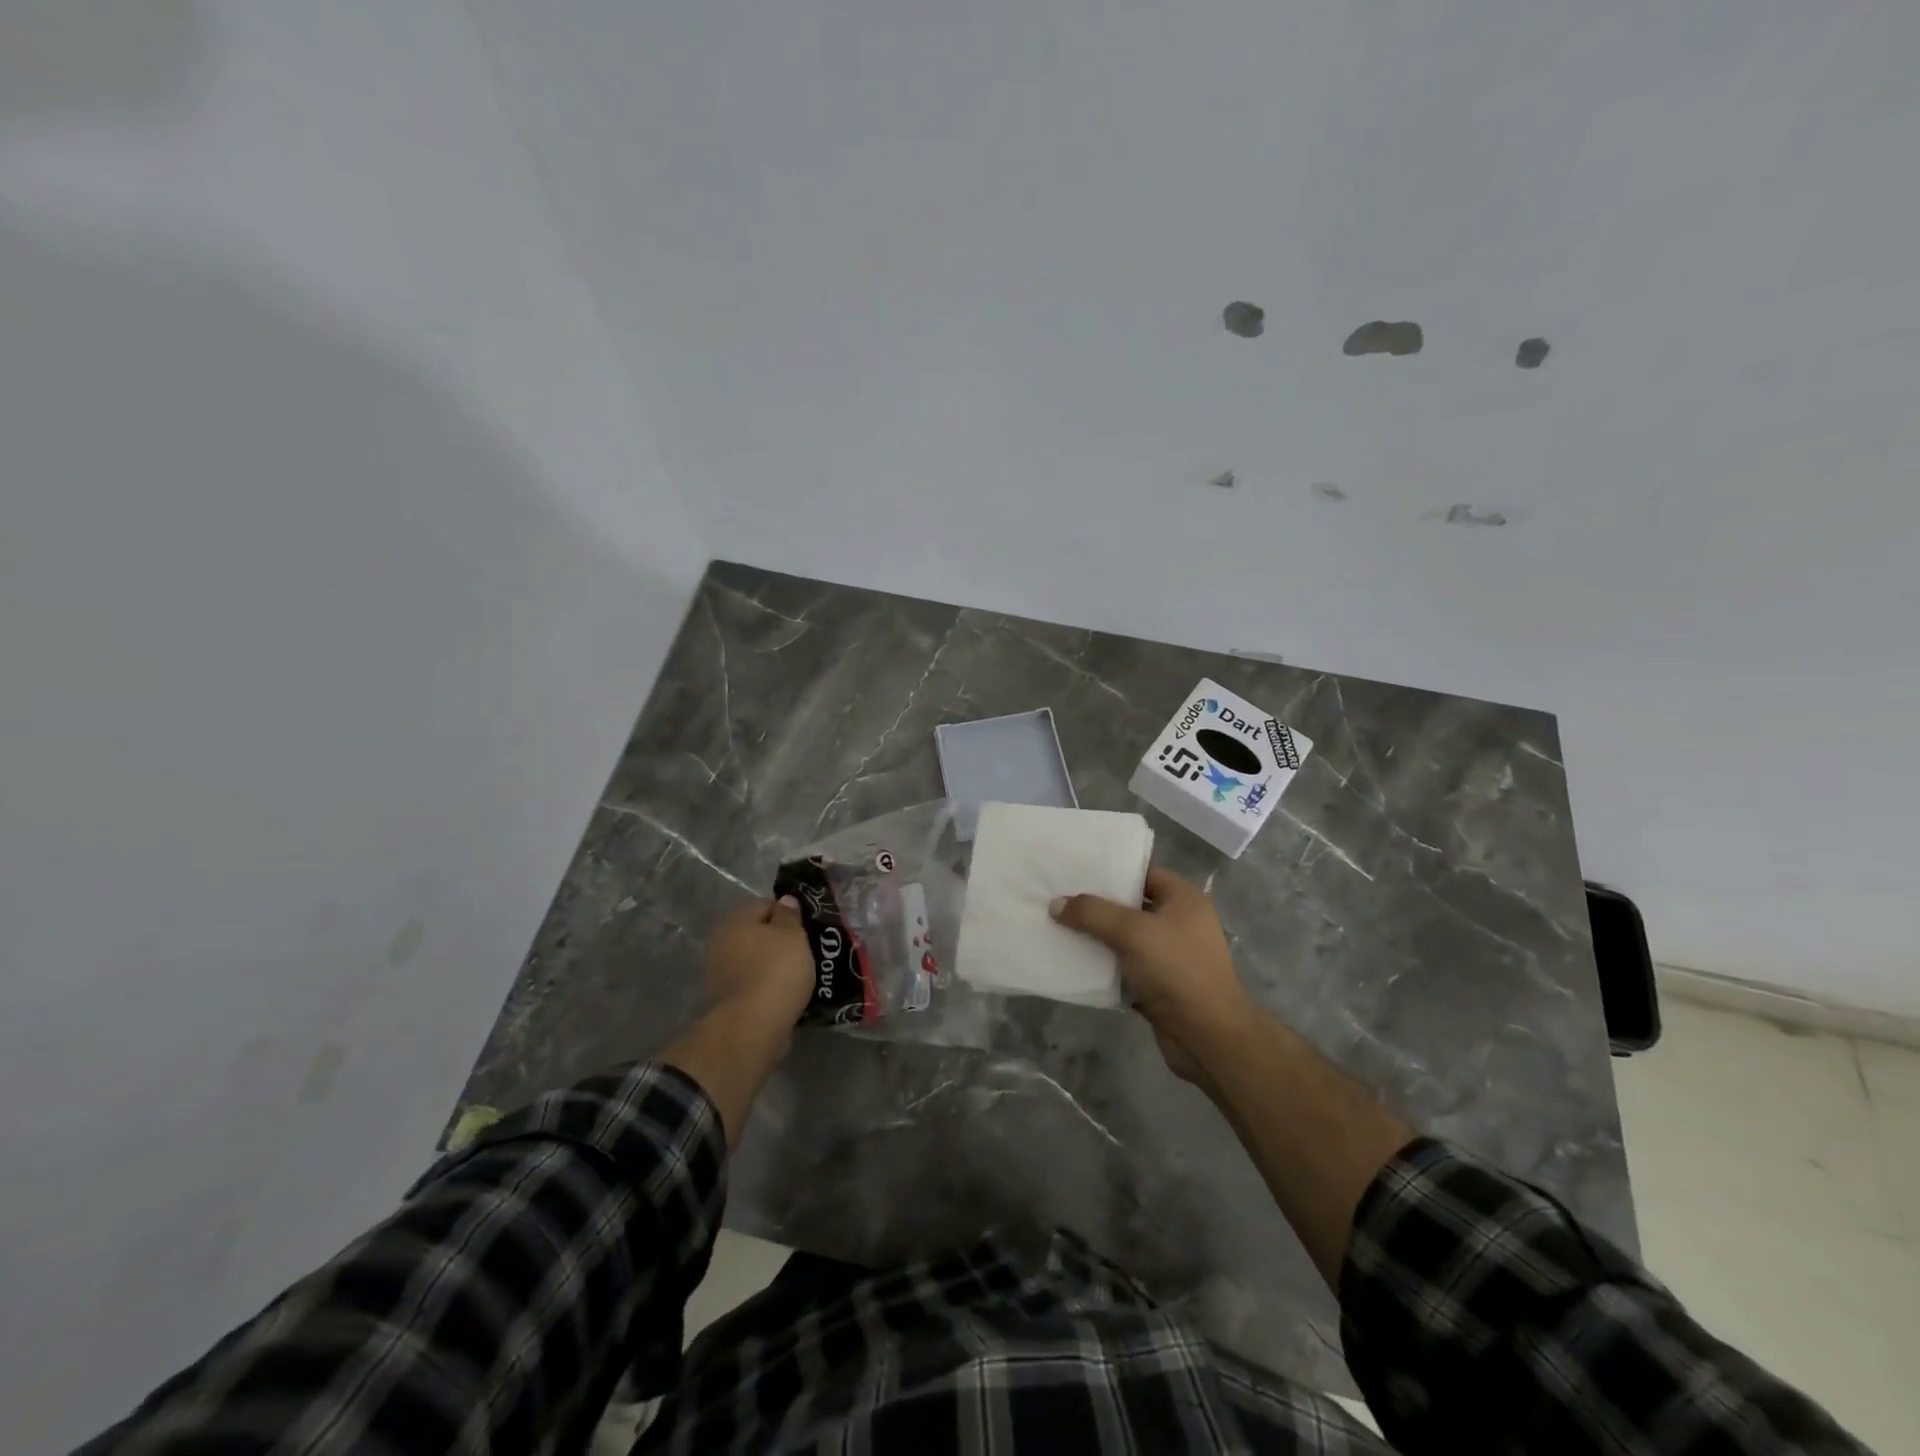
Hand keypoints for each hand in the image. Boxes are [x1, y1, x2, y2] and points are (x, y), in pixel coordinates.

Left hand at [704, 896, 814, 1026]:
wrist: (753, 1026)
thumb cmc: (776, 970)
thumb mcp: (793, 935)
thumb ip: (789, 914)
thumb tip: (785, 900)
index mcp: (736, 920)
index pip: (766, 904)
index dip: (789, 912)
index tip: (808, 926)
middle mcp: (722, 942)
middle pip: (758, 933)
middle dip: (780, 940)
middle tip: (807, 950)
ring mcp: (721, 972)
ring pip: (756, 959)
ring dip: (774, 964)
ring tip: (801, 974)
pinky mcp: (727, 999)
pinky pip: (754, 983)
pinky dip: (768, 985)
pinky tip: (786, 992)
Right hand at [1050, 866, 1250, 1082]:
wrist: (1207, 1037)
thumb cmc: (1176, 970)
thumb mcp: (1132, 932)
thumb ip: (1092, 913)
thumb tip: (1055, 904)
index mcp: (1183, 900)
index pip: (1143, 872)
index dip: (1111, 869)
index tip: (1075, 868)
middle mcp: (1178, 923)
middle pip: (1130, 905)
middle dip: (1097, 904)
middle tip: (1059, 896)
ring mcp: (1169, 957)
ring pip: (1125, 939)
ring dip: (1096, 937)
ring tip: (1058, 926)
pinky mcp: (1158, 986)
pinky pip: (1124, 968)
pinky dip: (1102, 966)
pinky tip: (1073, 961)